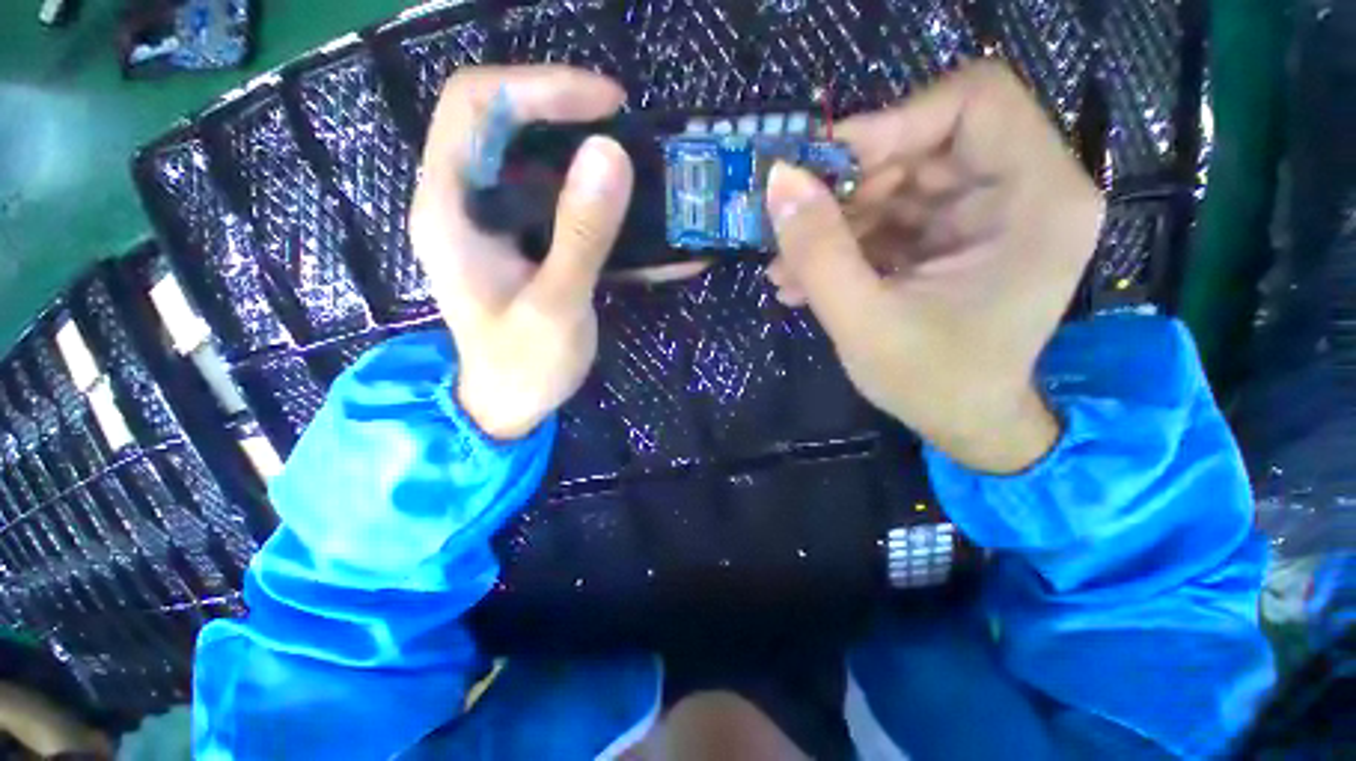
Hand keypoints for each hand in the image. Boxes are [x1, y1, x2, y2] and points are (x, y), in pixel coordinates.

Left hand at [409, 66, 632, 439]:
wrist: (508, 404)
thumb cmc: (524, 365)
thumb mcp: (556, 305)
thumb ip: (581, 234)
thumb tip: (610, 154)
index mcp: (451, 208)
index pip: (477, 105)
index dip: (540, 87)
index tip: (607, 103)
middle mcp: (464, 201)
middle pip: (503, 119)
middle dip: (566, 110)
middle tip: (625, 128)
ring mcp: (492, 219)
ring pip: (530, 154)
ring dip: (582, 150)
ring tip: (634, 164)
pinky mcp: (519, 238)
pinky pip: (551, 195)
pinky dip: (590, 193)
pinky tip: (628, 211)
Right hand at [765, 61, 1103, 471]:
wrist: (963, 423)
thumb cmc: (931, 383)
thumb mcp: (864, 322)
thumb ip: (819, 252)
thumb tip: (779, 179)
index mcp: (1038, 201)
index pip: (974, 100)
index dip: (894, 121)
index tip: (825, 166)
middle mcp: (1023, 193)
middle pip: (924, 144)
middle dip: (850, 188)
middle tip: (795, 231)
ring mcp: (985, 215)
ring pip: (897, 183)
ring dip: (835, 223)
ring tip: (787, 269)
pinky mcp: (953, 237)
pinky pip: (891, 217)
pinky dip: (845, 242)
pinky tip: (804, 279)